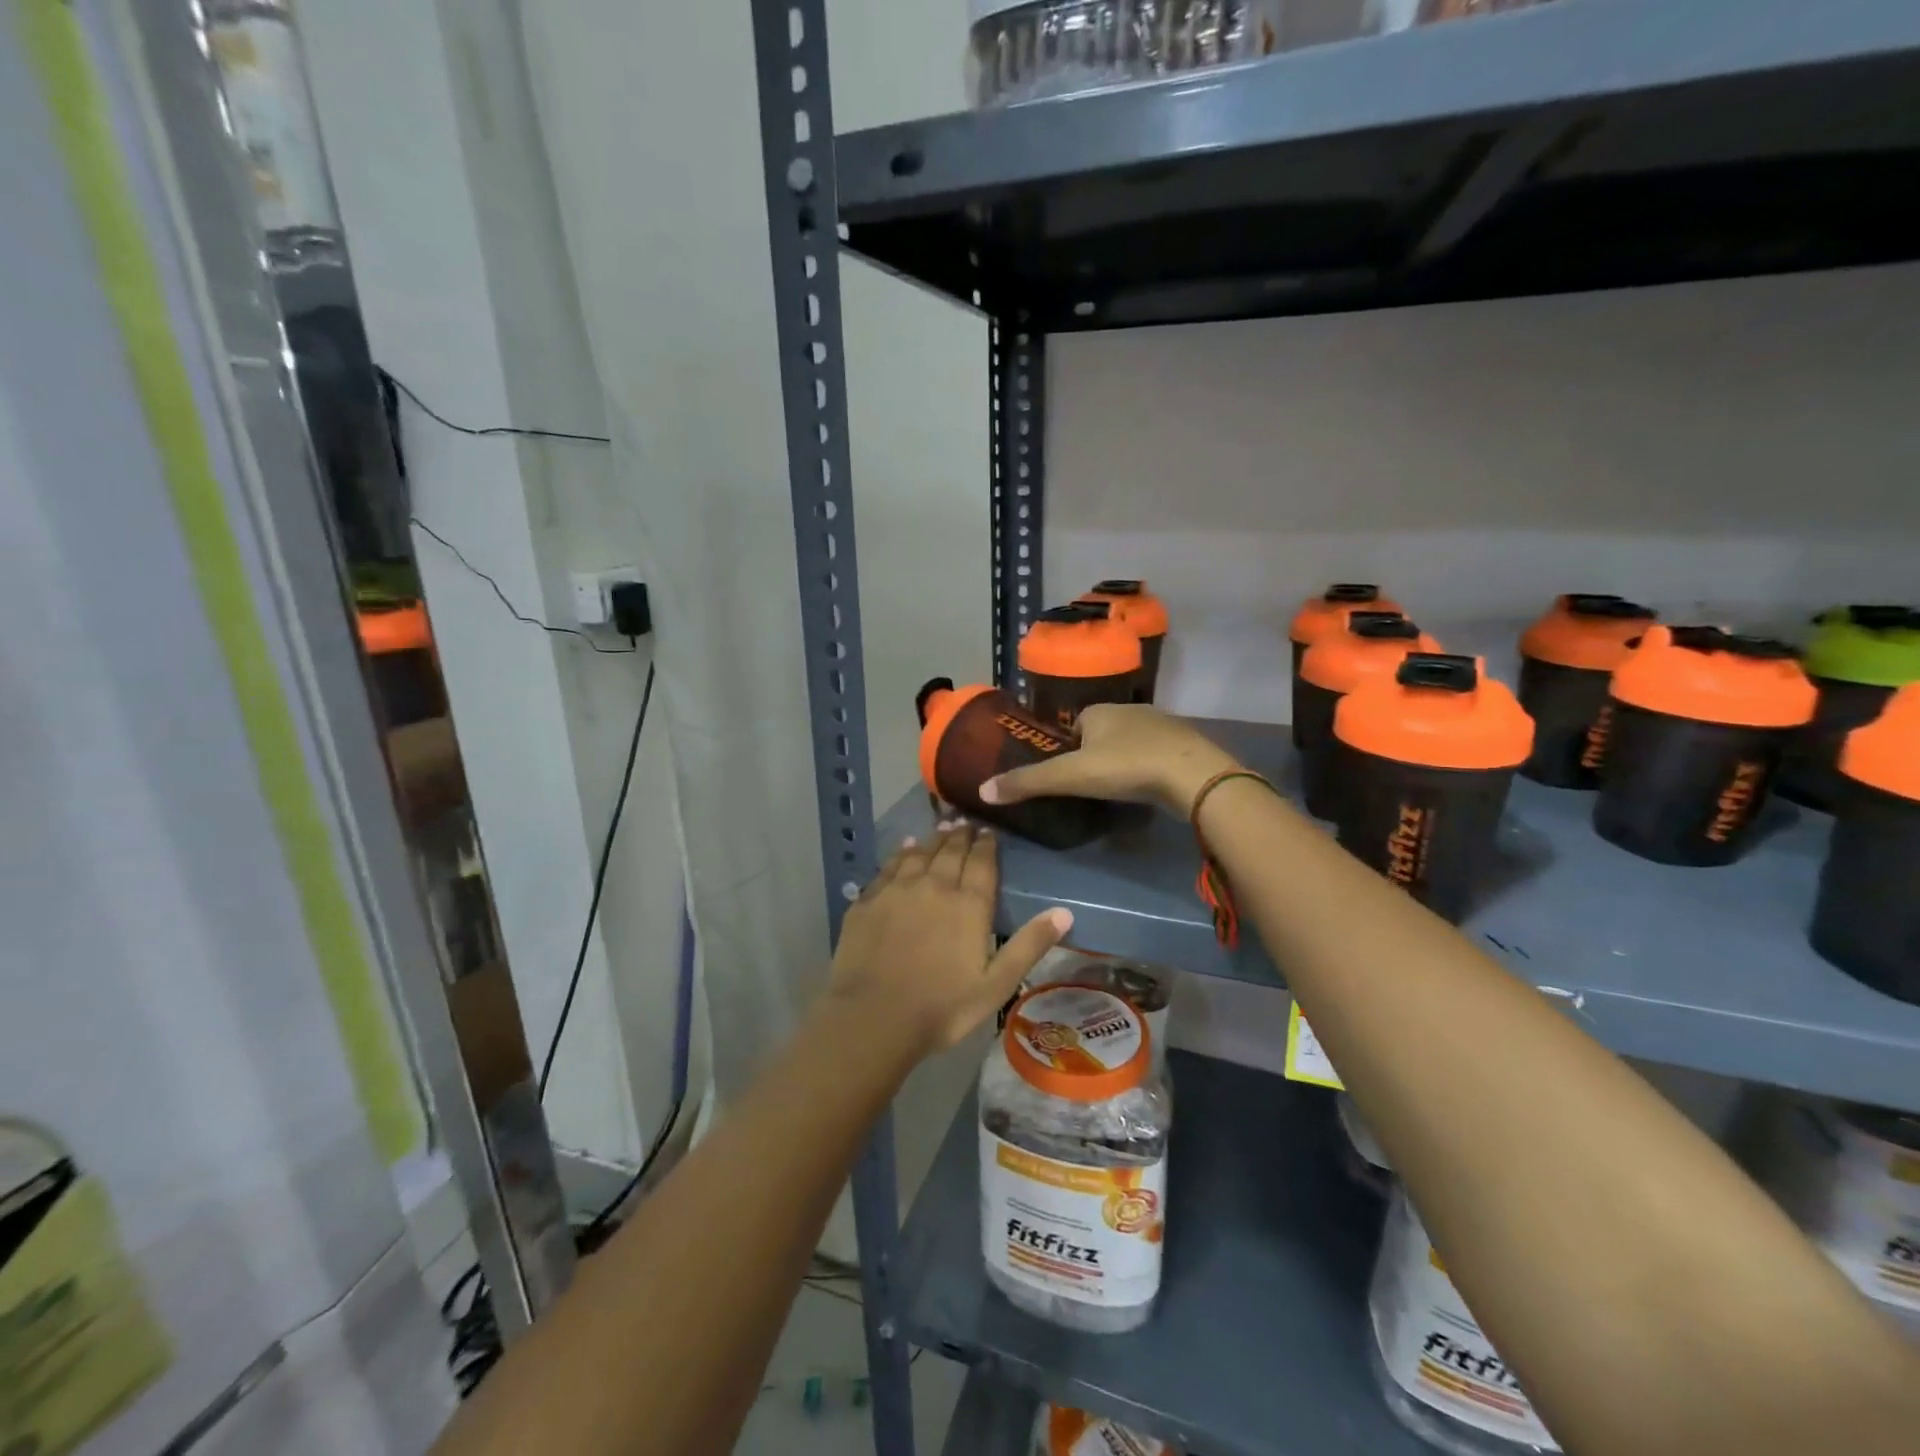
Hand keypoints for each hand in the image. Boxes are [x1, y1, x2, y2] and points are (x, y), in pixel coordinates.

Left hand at [830, 823, 1072, 1055]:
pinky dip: (901, 852)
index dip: (987, 844)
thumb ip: (1029, 945)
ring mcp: (897, 890)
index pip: (981, 862)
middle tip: (966, 823)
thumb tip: (1065, 911)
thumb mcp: (997, 984)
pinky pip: (889, 866)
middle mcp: (934, 886)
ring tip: (942, 827)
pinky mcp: (868, 900)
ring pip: (920, 853)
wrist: (873, 1017)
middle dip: (961, 835)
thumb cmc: (942, 1007)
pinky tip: (905, 847)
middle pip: (950, 851)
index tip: (989, 831)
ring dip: (933, 838)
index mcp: (968, 905)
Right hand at [978, 703, 1239, 815]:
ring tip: (1118, 790)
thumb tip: (982, 791)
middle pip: (1104, 732)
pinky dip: (1149, 768)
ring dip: (1124, 761)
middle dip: (1096, 754)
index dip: (1068, 747)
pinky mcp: (1186, 746)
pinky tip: (1148, 788)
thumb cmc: (1127, 766)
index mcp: (1101, 711)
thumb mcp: (1071, 776)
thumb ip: (1029, 783)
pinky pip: (1158, 754)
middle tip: (1090, 786)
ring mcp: (1163, 726)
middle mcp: (1131, 710)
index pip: (1076, 724)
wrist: (1194, 775)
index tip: (1067, 773)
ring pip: (1133, 742)